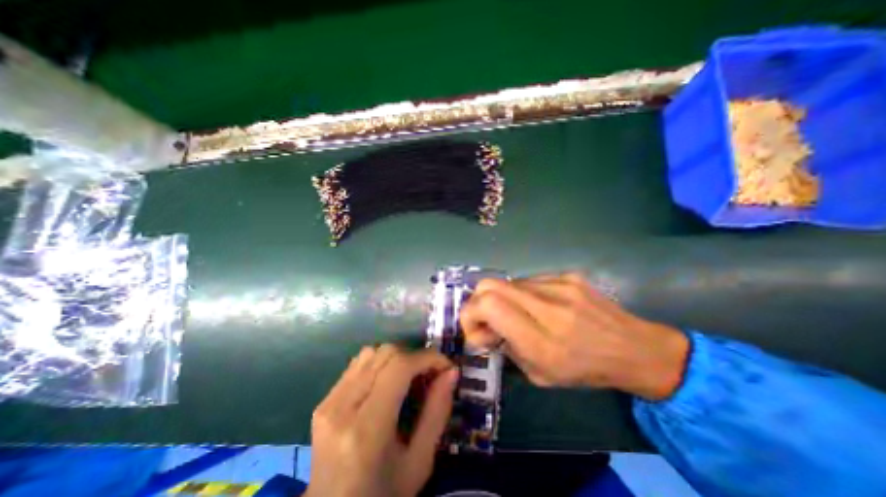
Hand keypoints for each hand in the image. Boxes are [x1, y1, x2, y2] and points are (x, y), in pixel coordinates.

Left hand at [303, 344, 456, 495]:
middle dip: (414, 357)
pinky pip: (358, 363)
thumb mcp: (420, 462)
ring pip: (371, 352)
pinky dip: (379, 364)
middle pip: (386, 353)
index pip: (400, 368)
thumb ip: (437, 412)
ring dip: (396, 358)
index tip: (446, 366)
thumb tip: (451, 371)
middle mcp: (342, 407)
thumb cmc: (384, 495)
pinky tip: (386, 382)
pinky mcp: (324, 400)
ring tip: (408, 378)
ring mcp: (329, 402)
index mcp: (367, 429)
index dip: (427, 358)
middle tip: (428, 375)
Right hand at [460, 273, 687, 399]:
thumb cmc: (586, 370)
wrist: (635, 349)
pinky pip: (528, 280)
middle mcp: (548, 306)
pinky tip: (537, 306)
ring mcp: (559, 285)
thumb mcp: (540, 374)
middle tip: (486, 320)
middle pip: (489, 285)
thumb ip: (506, 347)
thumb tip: (483, 328)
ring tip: (515, 315)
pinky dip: (521, 294)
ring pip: (507, 282)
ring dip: (501, 299)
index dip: (470, 313)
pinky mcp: (567, 275)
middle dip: (477, 302)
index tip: (475, 329)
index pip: (488, 305)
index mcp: (542, 340)